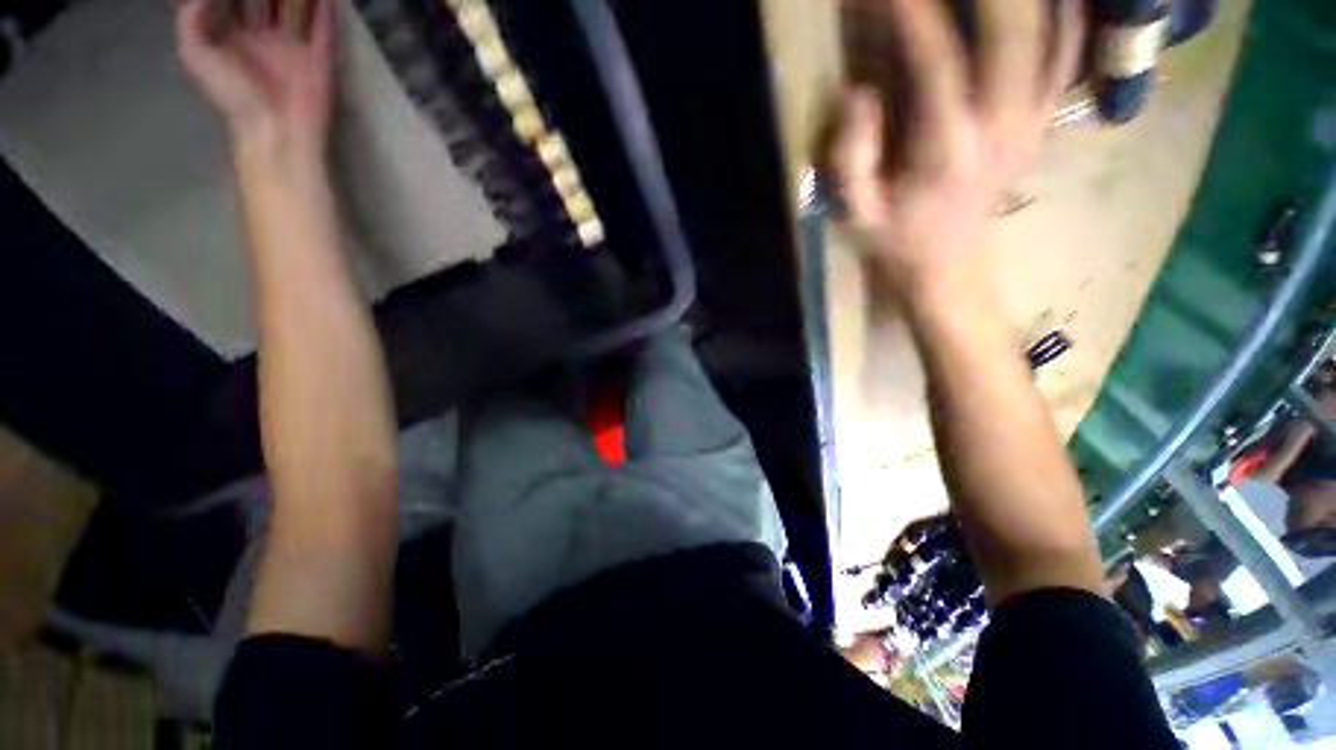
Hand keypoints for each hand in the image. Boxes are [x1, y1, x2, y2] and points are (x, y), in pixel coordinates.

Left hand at [176, 0, 333, 158]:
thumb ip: (190, 19)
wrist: (276, 132)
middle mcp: (260, 35)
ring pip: (291, 7)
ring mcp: (290, 46)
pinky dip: (325, 9)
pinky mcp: (318, 59)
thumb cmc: (232, 97)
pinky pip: (322, 28)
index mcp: (230, 34)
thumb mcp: (195, 55)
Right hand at [831, 0, 1083, 300]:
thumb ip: (851, 160)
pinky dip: (1063, 10)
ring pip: (1048, 31)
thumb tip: (859, 94)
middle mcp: (1000, 128)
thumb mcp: (856, 214)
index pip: (937, 64)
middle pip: (1013, 30)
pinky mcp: (1042, 120)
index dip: (913, 14)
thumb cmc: (895, 239)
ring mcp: (1031, 121)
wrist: (947, 265)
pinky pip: (1066, 51)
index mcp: (944, 153)